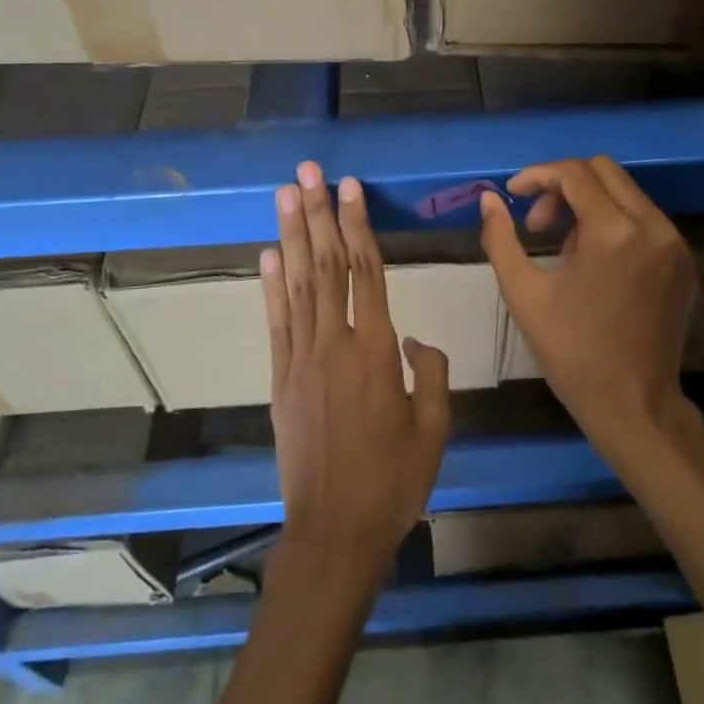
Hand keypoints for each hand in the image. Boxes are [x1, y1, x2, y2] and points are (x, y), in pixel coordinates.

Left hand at [264, 161, 450, 580]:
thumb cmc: (393, 482)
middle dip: (318, 213)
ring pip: (297, 284)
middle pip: (326, 265)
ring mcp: (301, 359)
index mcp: (376, 352)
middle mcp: (335, 343)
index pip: (366, 271)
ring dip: (292, 235)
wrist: (334, 532)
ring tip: (285, 195)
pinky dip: (271, 284)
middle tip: (307, 171)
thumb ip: (431, 374)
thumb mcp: (434, 429)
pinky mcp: (280, 378)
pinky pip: (276, 321)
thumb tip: (414, 339)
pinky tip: (269, 254)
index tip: (350, 187)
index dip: (357, 224)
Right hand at [480, 157, 697, 453]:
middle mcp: (653, 226)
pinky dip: (614, 222)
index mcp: (614, 232)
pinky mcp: (684, 262)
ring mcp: (675, 244)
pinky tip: (594, 262)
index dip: (537, 175)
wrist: (634, 406)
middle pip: (604, 170)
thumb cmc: (572, 352)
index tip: (512, 195)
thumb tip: (488, 200)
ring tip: (563, 249)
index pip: (574, 174)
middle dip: (563, 185)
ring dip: (588, 203)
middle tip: (538, 224)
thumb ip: (501, 239)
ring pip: (626, 192)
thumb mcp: (523, 294)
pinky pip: (644, 219)